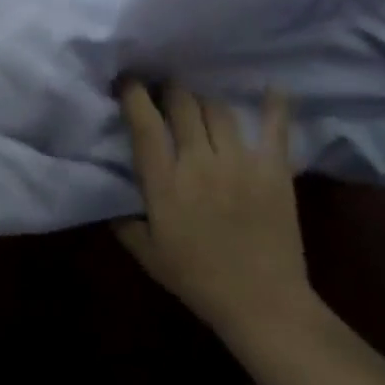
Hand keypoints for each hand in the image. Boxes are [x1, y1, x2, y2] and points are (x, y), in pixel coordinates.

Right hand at [115, 83, 322, 341]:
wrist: (262, 304)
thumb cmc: (199, 280)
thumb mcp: (149, 255)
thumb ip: (125, 222)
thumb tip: (110, 198)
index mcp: (165, 182)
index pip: (144, 123)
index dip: (133, 93)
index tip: (128, 81)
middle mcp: (199, 162)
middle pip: (182, 103)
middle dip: (169, 89)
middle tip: (165, 90)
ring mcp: (239, 161)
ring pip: (217, 109)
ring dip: (204, 100)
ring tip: (200, 102)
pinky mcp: (273, 168)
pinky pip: (274, 127)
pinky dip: (274, 104)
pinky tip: (272, 87)